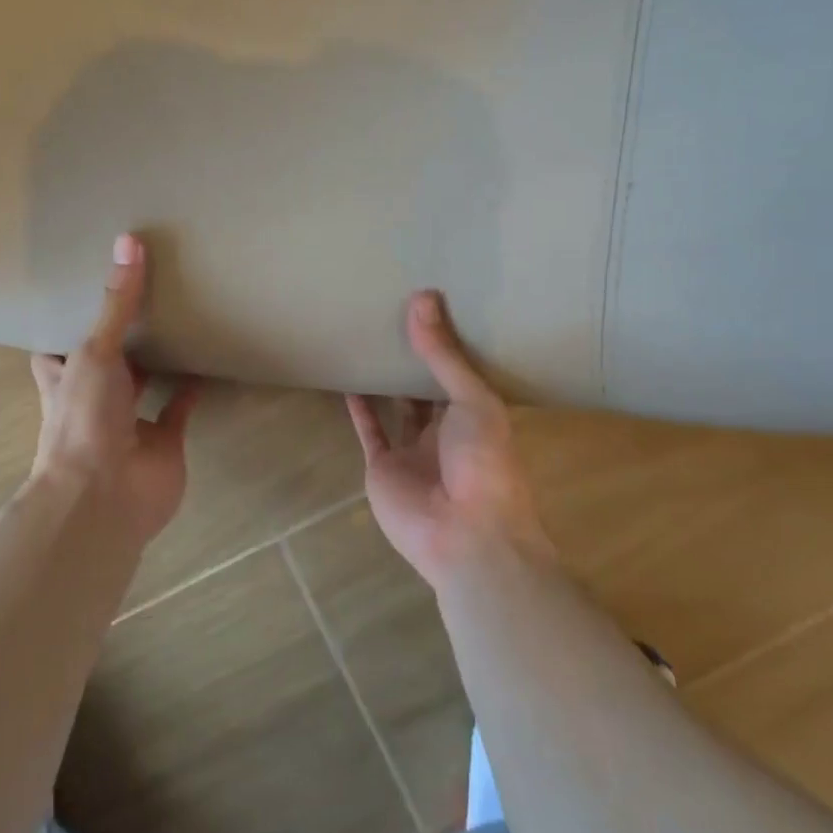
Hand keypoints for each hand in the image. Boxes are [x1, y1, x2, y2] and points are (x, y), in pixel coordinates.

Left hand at [30, 234, 201, 545]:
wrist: (105, 495)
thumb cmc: (84, 418)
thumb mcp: (94, 351)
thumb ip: (116, 303)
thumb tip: (129, 240)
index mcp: (64, 377)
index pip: (58, 345)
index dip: (69, 320)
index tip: (87, 285)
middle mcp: (93, 398)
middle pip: (106, 362)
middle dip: (121, 336)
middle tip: (146, 293)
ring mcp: (129, 422)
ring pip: (144, 384)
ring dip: (158, 361)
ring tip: (179, 317)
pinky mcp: (164, 440)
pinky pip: (179, 409)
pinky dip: (192, 389)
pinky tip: (207, 360)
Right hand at [346, 291, 549, 591]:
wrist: (465, 534)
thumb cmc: (484, 461)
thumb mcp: (472, 400)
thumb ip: (443, 355)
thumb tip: (422, 298)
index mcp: (478, 414)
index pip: (460, 371)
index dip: (446, 342)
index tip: (430, 305)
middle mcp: (446, 430)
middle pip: (427, 388)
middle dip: (414, 358)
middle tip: (393, 315)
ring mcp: (414, 450)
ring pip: (398, 407)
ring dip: (385, 380)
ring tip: (369, 344)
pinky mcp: (384, 466)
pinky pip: (370, 431)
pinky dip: (359, 409)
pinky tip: (348, 381)